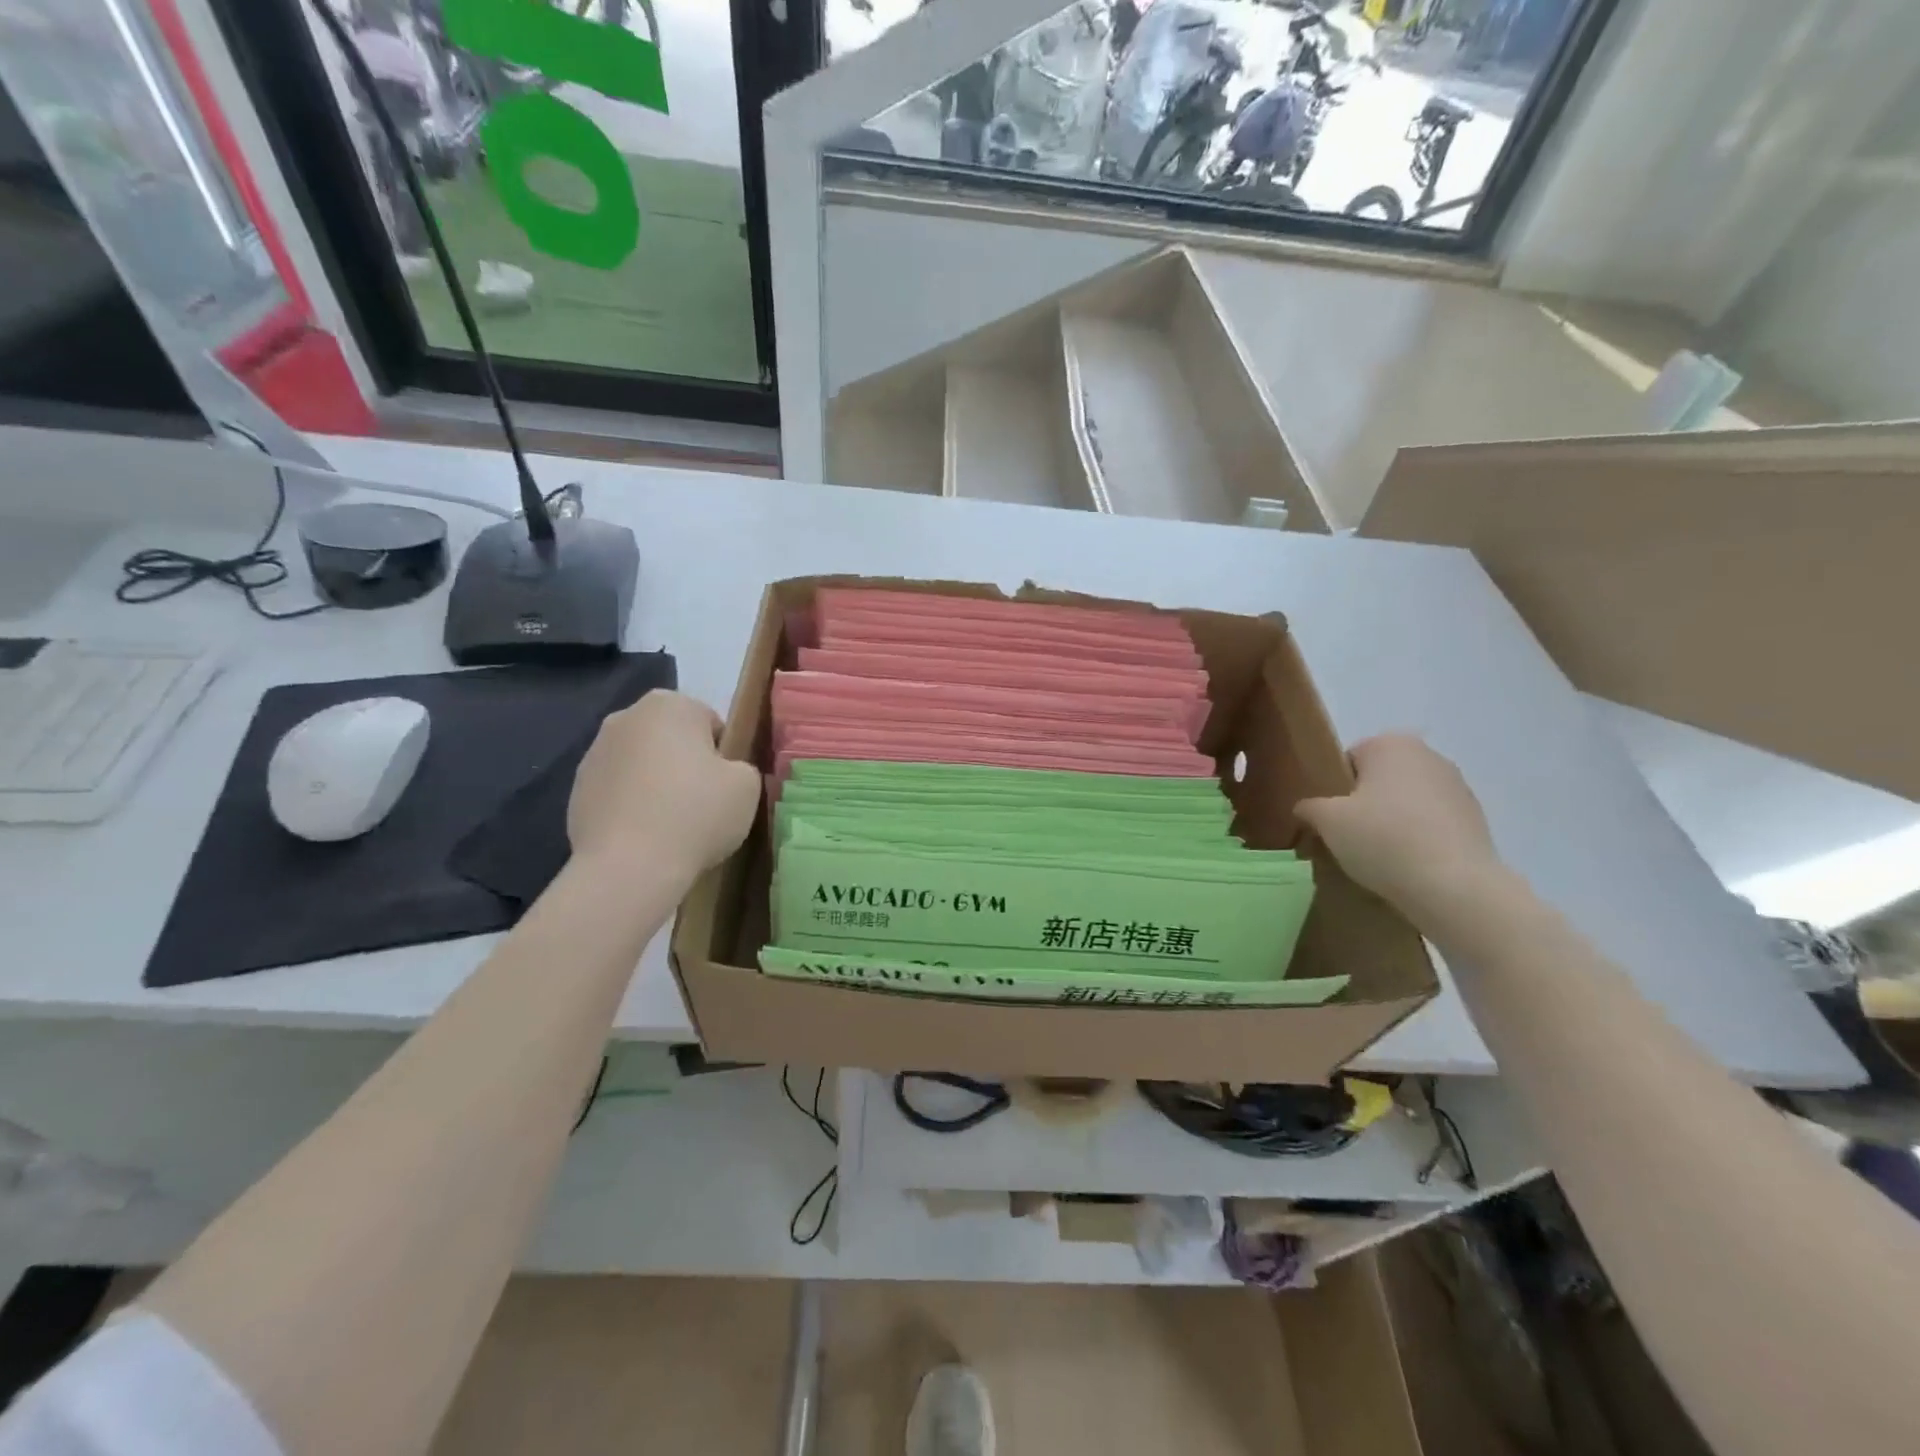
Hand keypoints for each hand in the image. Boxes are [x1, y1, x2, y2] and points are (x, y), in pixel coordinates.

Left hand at [567, 691, 760, 881]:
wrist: (629, 867)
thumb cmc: (696, 814)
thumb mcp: (747, 786)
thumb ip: (741, 767)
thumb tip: (725, 773)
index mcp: (669, 704)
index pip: (710, 722)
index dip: (723, 755)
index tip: (725, 786)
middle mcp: (625, 717)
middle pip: (671, 739)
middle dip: (685, 764)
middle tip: (702, 804)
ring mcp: (593, 754)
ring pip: (642, 764)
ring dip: (656, 784)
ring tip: (672, 825)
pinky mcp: (575, 791)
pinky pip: (618, 792)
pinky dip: (631, 807)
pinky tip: (645, 837)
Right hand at [1295, 734, 1499, 919]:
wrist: (1454, 886)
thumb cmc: (1382, 839)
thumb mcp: (1326, 821)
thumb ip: (1309, 807)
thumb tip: (1306, 808)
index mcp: (1390, 743)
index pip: (1348, 759)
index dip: (1334, 789)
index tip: (1330, 819)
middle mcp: (1428, 754)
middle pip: (1379, 778)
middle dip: (1364, 803)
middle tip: (1349, 837)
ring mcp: (1458, 786)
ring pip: (1407, 801)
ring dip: (1392, 821)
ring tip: (1380, 855)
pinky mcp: (1477, 819)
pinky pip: (1431, 823)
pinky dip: (1418, 837)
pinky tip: (1409, 864)